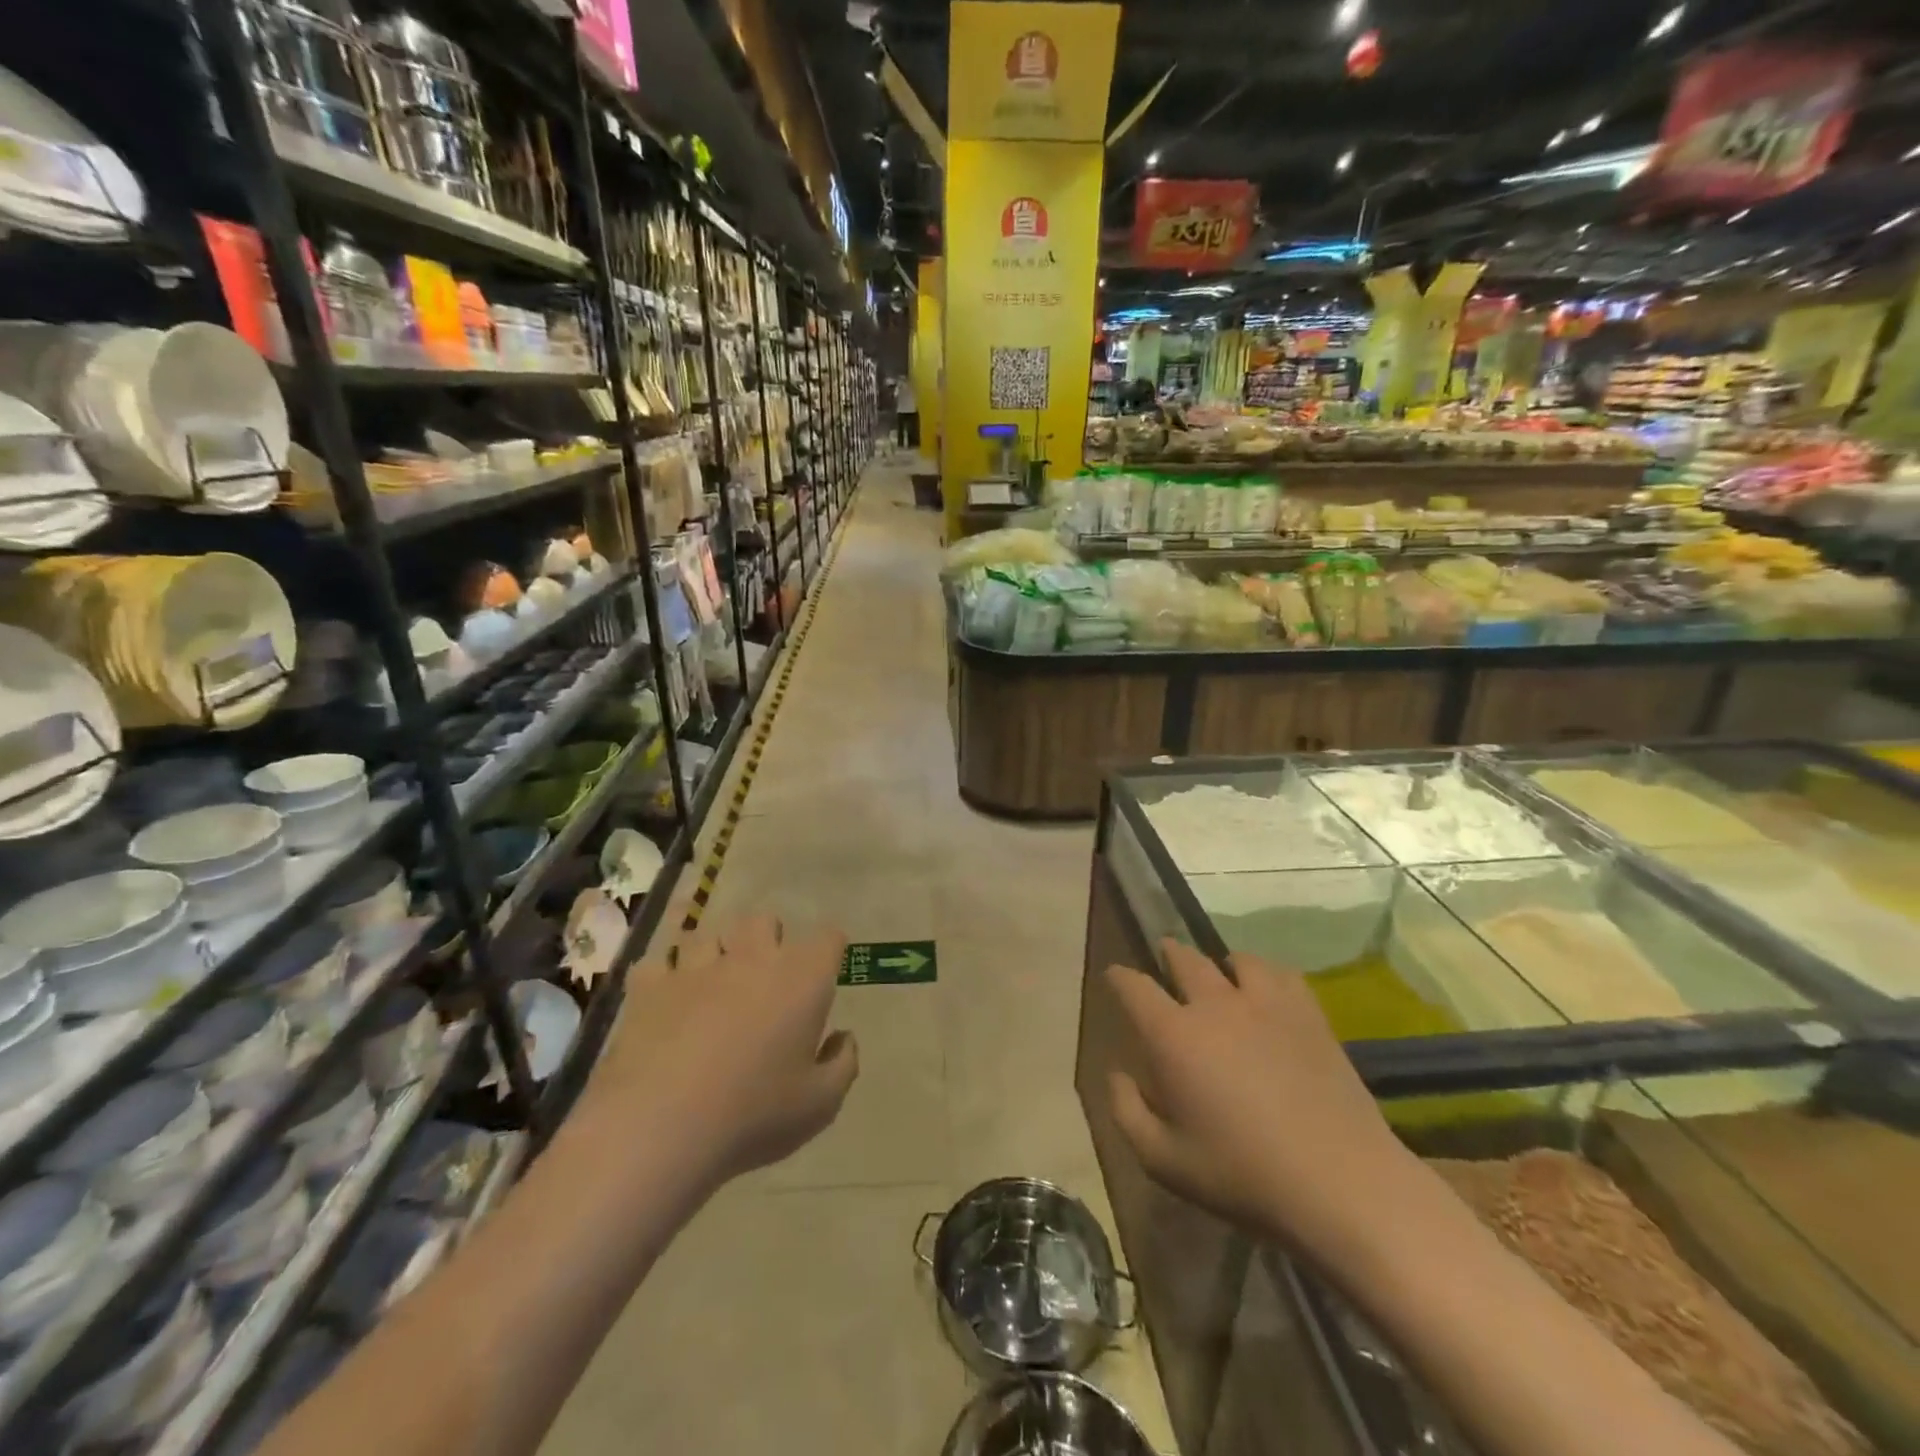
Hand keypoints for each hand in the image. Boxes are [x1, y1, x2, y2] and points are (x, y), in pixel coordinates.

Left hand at [585, 915, 858, 1193]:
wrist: (659, 1127)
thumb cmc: (753, 1114)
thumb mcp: (820, 1104)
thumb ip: (843, 1063)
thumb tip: (842, 1037)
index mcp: (802, 979)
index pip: (828, 937)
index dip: (829, 953)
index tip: (824, 977)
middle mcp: (753, 958)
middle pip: (763, 921)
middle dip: (767, 940)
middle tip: (765, 980)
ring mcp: (697, 967)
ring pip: (707, 936)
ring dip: (713, 956)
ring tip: (710, 990)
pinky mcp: (650, 986)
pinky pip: (656, 964)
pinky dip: (662, 978)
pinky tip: (665, 1002)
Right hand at [1105, 941, 1420, 1278]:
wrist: (1341, 1184)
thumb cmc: (1242, 1175)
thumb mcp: (1163, 1161)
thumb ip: (1126, 1111)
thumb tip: (1117, 1073)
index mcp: (1172, 1035)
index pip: (1133, 985)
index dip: (1118, 978)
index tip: (1114, 979)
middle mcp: (1213, 1004)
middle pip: (1182, 958)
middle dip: (1167, 955)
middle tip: (1163, 962)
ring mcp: (1264, 1003)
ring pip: (1233, 958)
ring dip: (1217, 964)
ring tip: (1219, 976)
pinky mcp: (1307, 1012)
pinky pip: (1279, 972)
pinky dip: (1263, 974)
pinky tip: (1266, 992)